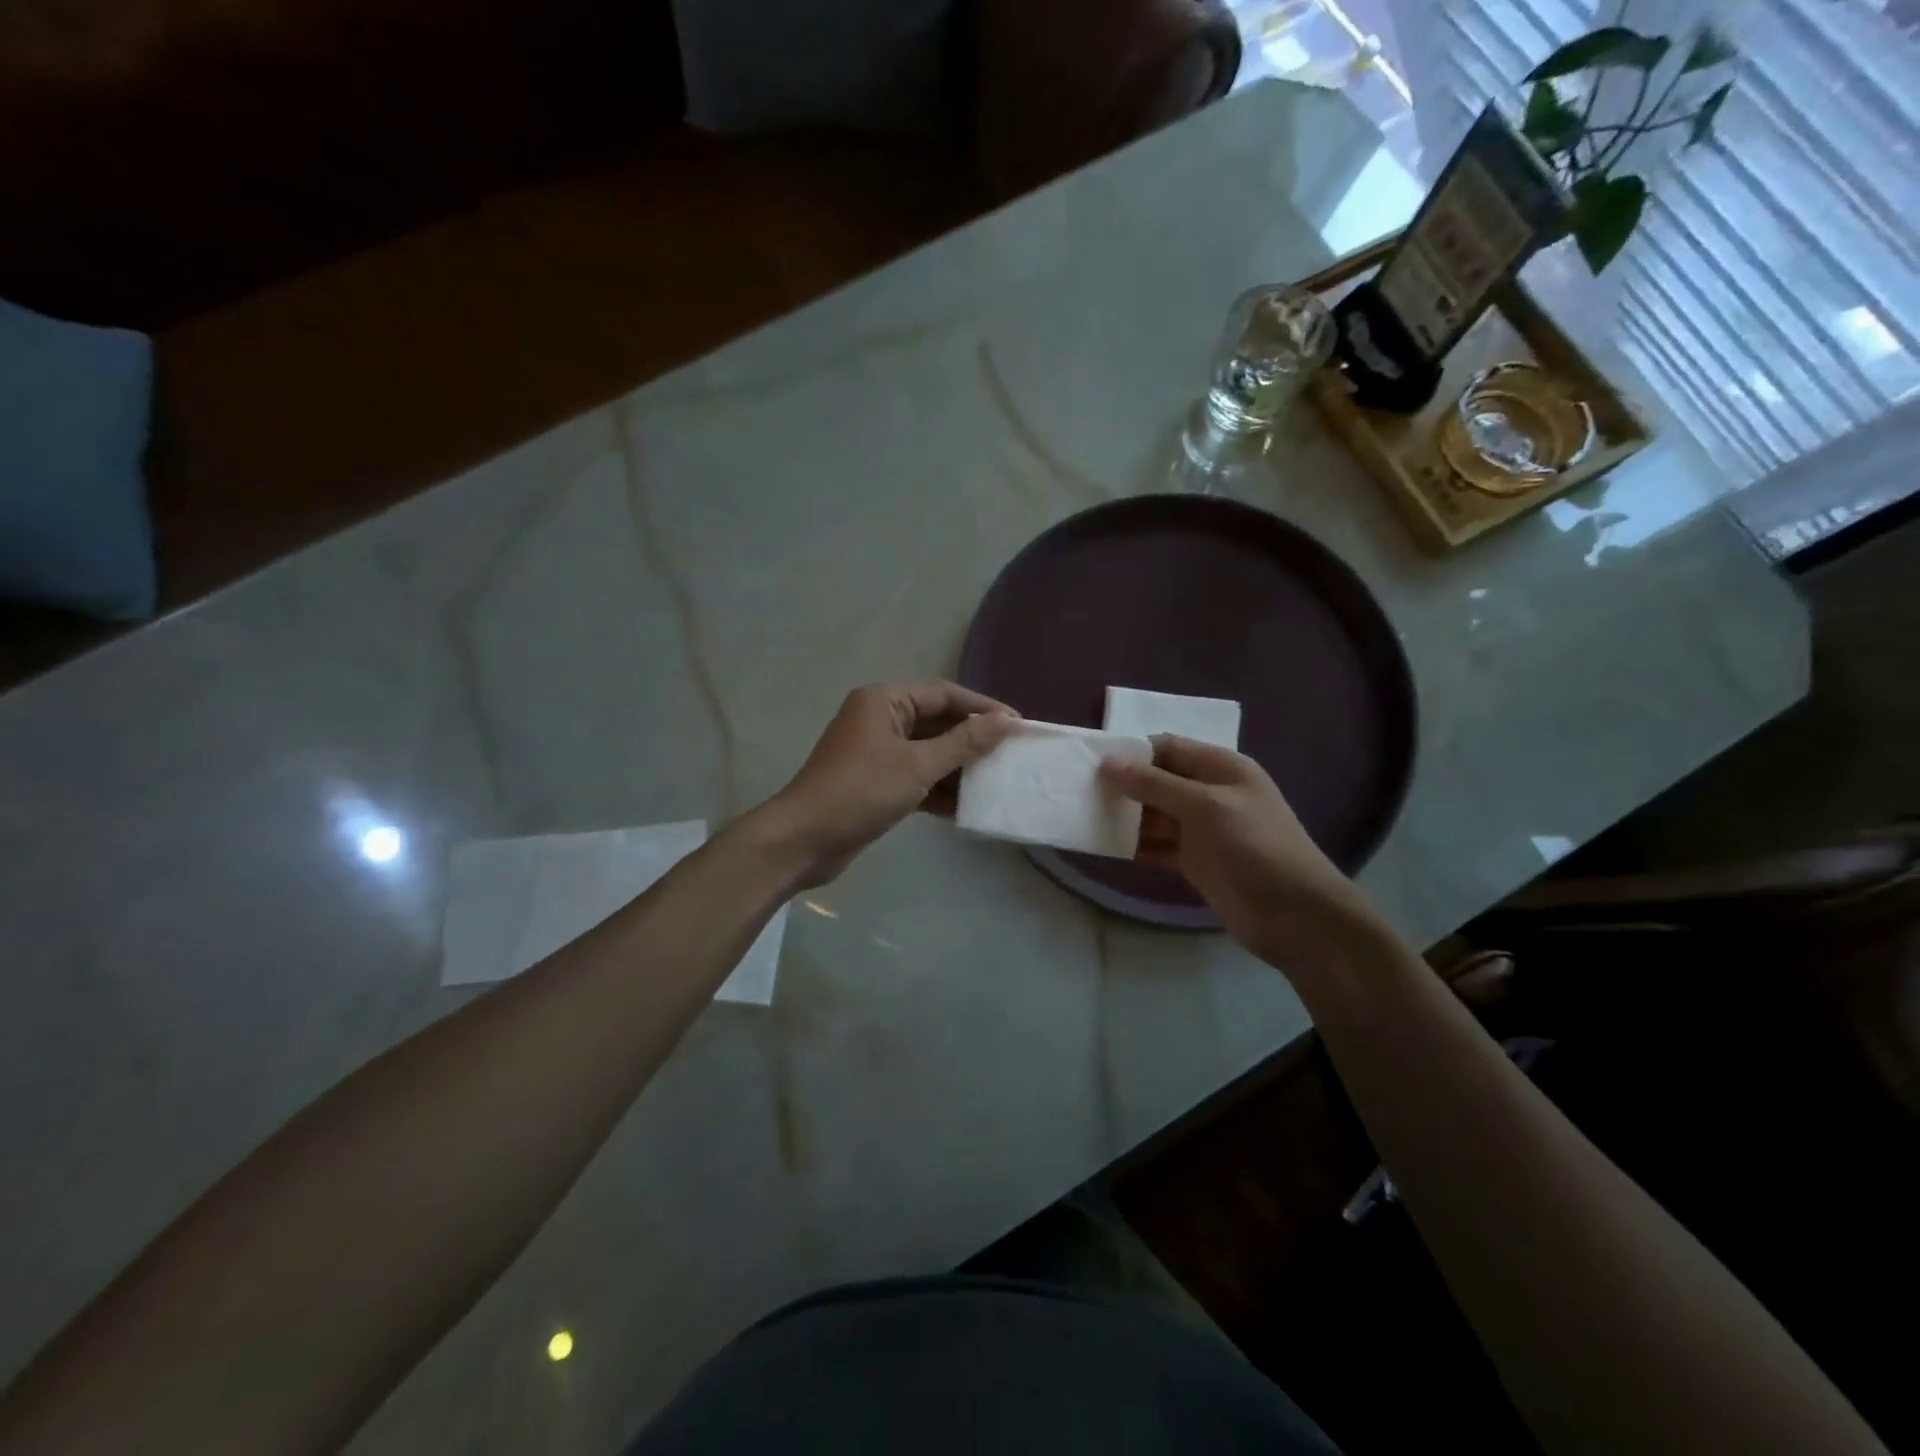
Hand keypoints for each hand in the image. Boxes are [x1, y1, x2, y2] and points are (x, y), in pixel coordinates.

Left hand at [759, 682, 1019, 886]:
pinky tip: (966, 807)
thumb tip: (1006, 721)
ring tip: (996, 781)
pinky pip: (915, 777)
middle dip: (972, 740)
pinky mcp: (875, 783)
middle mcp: (879, 719)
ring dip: (958, 767)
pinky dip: (938, 789)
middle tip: (1011, 754)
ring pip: (928, 752)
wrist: (804, 840)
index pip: (944, 694)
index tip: (1017, 724)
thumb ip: (964, 742)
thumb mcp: (918, 765)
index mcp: (884, 701)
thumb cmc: (861, 791)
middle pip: (937, 722)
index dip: (981, 707)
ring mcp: (875, 752)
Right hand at [1100, 736, 1379, 971]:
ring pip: (1153, 814)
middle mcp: (1209, 793)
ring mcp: (1201, 830)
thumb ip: (1156, 784)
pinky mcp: (1194, 861)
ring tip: (1083, 816)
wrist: (1295, 915)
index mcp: (1221, 768)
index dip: (1132, 751)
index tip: (1092, 760)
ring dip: (1124, 816)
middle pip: (1157, 780)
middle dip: (1123, 784)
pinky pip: (1156, 845)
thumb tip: (1109, 763)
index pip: (1168, 748)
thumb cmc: (1256, 847)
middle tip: (1079, 790)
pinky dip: (1133, 845)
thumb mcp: (1206, 806)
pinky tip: (1103, 845)